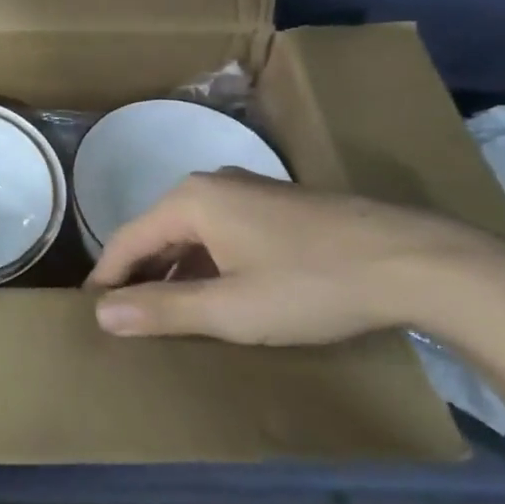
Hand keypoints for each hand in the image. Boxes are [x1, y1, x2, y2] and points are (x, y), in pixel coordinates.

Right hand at [85, 169, 504, 345]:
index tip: (89, 313)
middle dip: (140, 275)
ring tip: (165, 314)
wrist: (414, 261)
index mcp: (190, 200)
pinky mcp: (278, 206)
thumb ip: (162, 309)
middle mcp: (212, 184)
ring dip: (175, 272)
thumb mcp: (230, 308)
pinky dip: (207, 264)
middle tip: (125, 319)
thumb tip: (100, 313)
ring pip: (192, 233)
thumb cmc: (310, 285)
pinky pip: (221, 233)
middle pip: (158, 232)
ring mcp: (249, 191)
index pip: (127, 239)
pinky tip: (218, 295)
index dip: (107, 278)